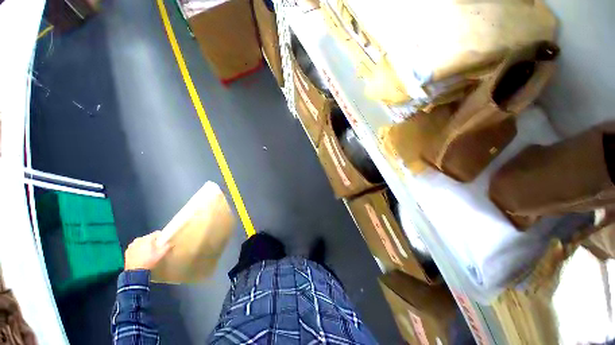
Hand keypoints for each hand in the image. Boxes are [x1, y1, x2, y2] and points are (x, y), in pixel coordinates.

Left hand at [124, 231, 170, 270]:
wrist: (135, 272)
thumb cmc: (149, 261)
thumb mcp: (161, 254)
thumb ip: (167, 246)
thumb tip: (170, 243)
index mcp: (147, 238)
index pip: (157, 233)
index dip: (161, 236)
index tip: (163, 242)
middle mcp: (138, 239)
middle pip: (148, 237)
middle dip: (152, 242)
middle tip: (155, 249)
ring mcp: (131, 245)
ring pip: (141, 242)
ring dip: (144, 245)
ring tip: (147, 253)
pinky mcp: (127, 251)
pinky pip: (135, 248)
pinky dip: (138, 250)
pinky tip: (140, 256)